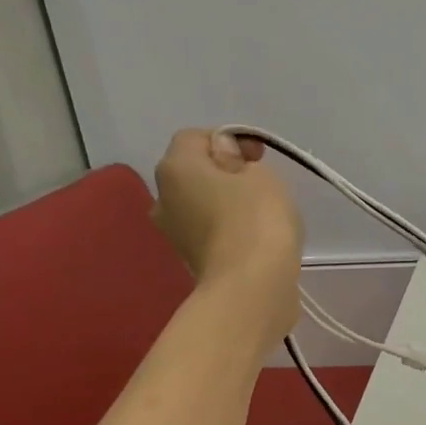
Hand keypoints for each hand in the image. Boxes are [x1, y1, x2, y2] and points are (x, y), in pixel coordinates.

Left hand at [152, 129, 302, 336]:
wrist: (251, 287)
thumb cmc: (257, 220)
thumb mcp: (260, 175)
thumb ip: (238, 158)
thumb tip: (222, 156)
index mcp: (175, 167)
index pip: (196, 137)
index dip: (229, 140)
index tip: (260, 157)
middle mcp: (164, 197)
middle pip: (194, 173)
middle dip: (224, 174)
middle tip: (260, 184)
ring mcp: (175, 234)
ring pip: (201, 205)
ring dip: (226, 205)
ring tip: (261, 215)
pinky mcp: (192, 262)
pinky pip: (211, 233)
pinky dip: (230, 231)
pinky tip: (255, 240)